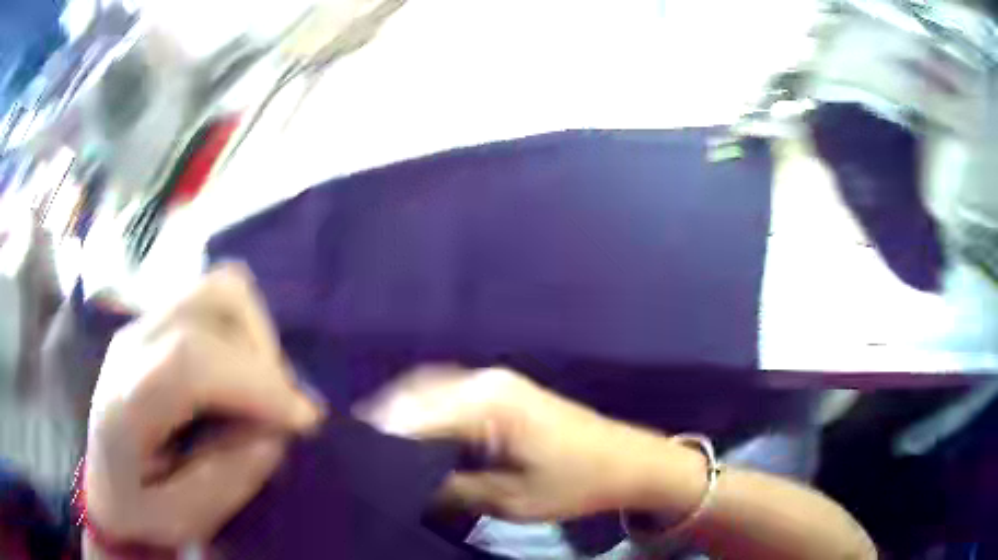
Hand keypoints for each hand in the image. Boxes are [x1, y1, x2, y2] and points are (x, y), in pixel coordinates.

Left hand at [84, 265, 323, 546]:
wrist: (105, 481)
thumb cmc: (139, 508)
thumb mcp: (182, 518)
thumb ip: (227, 480)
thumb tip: (274, 431)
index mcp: (126, 399)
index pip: (190, 358)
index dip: (255, 381)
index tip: (303, 420)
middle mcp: (132, 343)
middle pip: (212, 300)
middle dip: (264, 352)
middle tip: (281, 408)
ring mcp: (144, 323)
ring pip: (219, 289)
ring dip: (257, 336)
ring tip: (263, 389)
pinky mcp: (157, 321)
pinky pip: (214, 301)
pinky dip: (244, 330)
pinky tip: (242, 374)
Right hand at [359, 367, 672, 521]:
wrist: (626, 461)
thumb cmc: (574, 483)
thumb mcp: (508, 499)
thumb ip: (448, 488)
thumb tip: (401, 484)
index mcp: (485, 404)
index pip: (412, 416)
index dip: (380, 440)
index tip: (358, 465)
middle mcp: (484, 380)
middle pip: (415, 395)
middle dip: (386, 424)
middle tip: (365, 460)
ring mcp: (495, 380)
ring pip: (429, 391)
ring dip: (404, 417)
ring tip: (383, 452)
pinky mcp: (502, 390)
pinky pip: (449, 394)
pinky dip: (427, 413)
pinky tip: (418, 439)